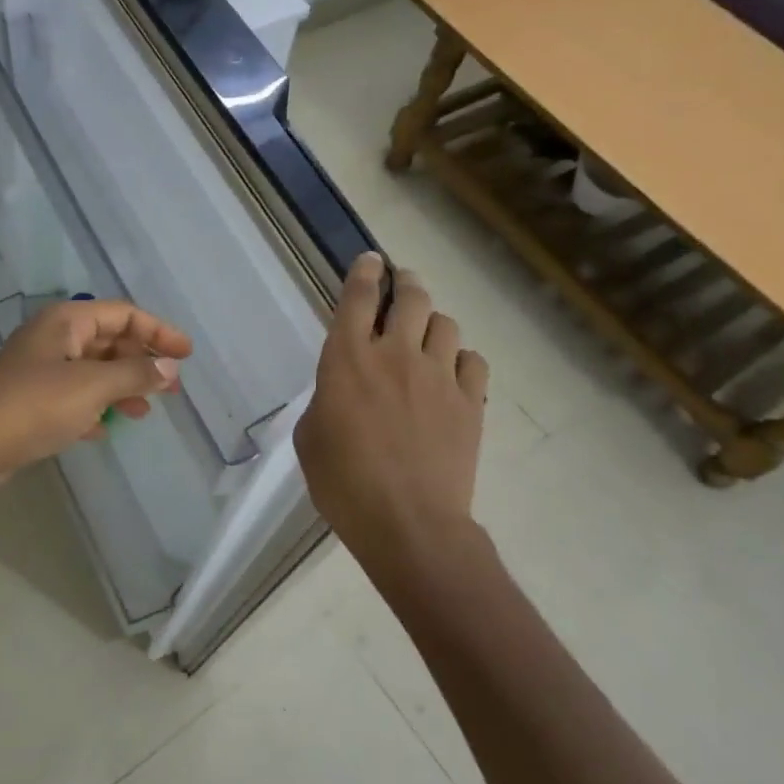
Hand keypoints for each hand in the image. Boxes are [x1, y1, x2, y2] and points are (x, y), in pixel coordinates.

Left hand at [0, 298, 190, 495]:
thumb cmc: (35, 406)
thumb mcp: (92, 386)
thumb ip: (135, 373)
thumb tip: (169, 367)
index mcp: (66, 321)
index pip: (124, 314)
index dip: (158, 331)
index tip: (186, 355)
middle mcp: (53, 338)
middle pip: (109, 341)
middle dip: (141, 362)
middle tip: (170, 388)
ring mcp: (39, 370)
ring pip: (93, 371)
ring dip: (121, 388)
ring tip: (143, 413)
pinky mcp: (30, 401)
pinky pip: (73, 397)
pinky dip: (94, 408)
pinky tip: (104, 429)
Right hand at [294, 254, 488, 568]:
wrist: (408, 523)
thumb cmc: (344, 484)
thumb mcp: (311, 438)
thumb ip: (326, 398)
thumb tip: (344, 389)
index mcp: (348, 359)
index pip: (359, 296)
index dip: (365, 271)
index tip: (371, 260)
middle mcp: (396, 354)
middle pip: (411, 297)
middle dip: (406, 283)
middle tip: (403, 286)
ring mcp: (439, 375)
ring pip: (446, 323)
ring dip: (433, 324)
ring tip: (426, 339)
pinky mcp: (470, 401)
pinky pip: (472, 361)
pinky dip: (460, 360)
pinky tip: (451, 375)